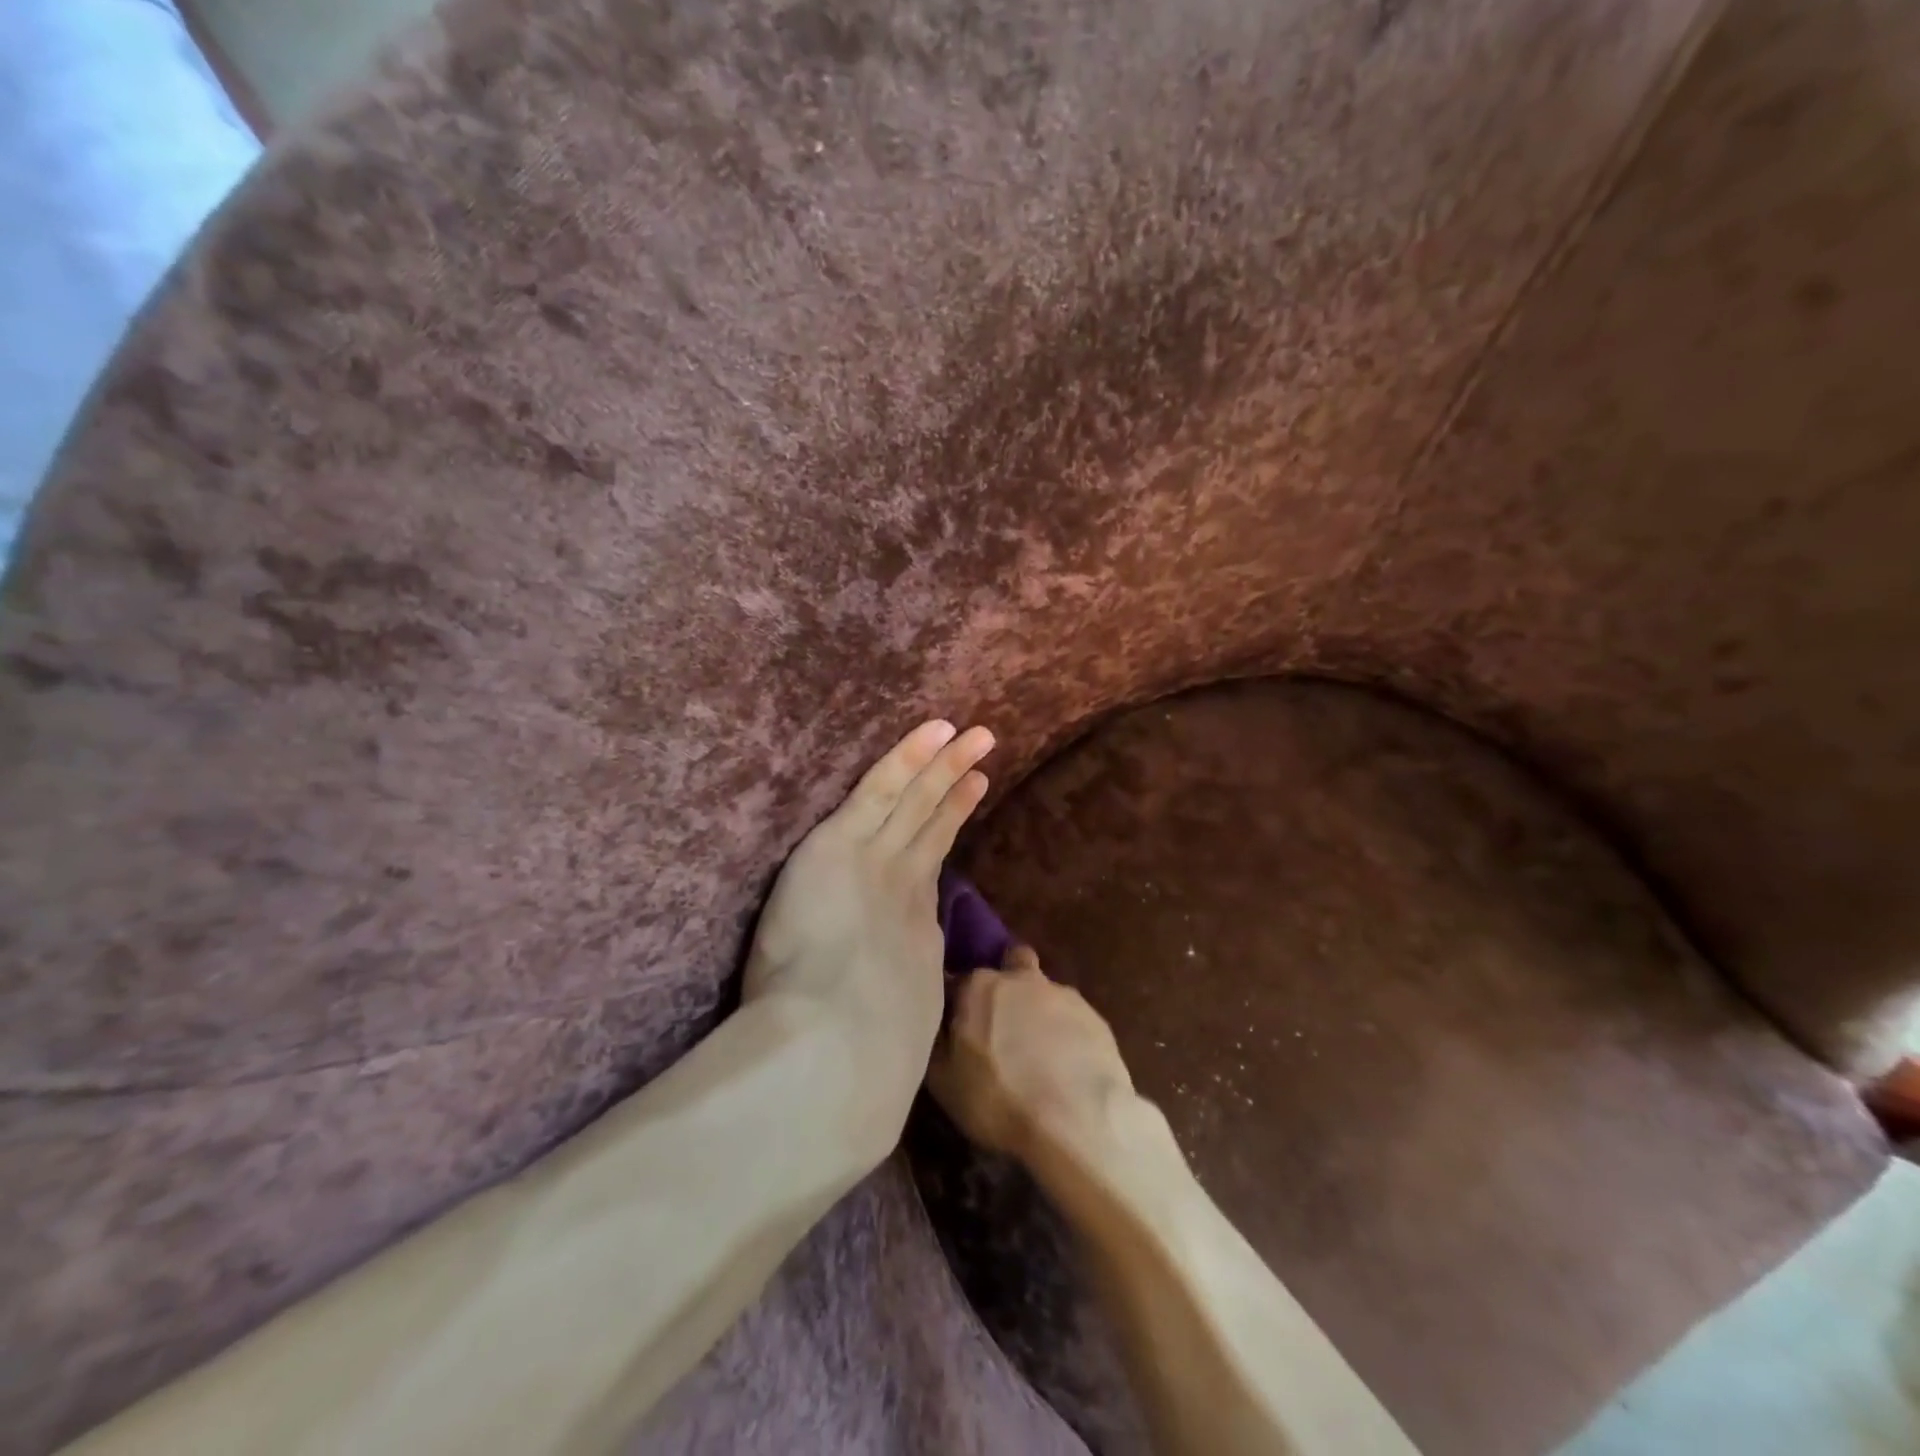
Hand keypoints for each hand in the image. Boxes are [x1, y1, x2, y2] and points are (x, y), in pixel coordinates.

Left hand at [743, 720, 994, 1143]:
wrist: (836, 1047)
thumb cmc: (856, 1049)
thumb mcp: (898, 1018)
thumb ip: (908, 990)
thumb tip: (917, 986)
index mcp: (910, 922)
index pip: (929, 856)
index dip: (949, 820)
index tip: (969, 793)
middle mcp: (901, 882)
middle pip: (932, 821)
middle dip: (959, 784)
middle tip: (986, 750)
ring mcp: (876, 860)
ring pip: (914, 799)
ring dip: (944, 763)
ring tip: (973, 733)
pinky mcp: (842, 845)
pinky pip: (880, 789)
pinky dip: (906, 758)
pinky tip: (932, 731)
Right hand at [927, 946, 1137, 1161]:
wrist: (1077, 1122)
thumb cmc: (997, 1099)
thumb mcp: (943, 1080)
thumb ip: (936, 1039)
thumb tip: (936, 1021)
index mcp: (980, 986)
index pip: (959, 980)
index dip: (957, 1002)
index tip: (958, 1026)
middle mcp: (1022, 979)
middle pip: (1011, 965)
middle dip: (1006, 986)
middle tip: (1001, 1025)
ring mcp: (1064, 995)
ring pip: (1044, 993)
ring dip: (1038, 1012)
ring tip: (1037, 1056)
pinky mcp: (1096, 1018)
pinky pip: (1072, 1020)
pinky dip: (1066, 1035)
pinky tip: (1066, 1068)